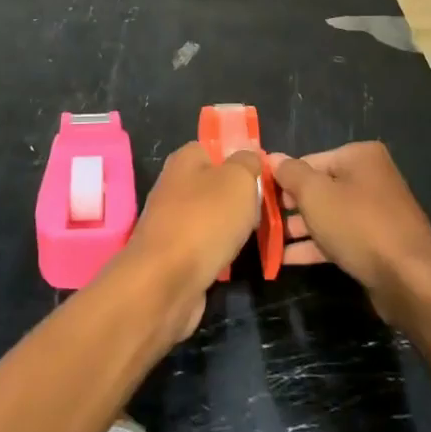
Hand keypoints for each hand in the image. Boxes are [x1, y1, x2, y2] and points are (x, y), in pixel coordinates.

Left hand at [122, 142, 260, 340]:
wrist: (166, 282)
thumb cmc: (205, 221)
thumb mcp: (238, 179)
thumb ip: (247, 162)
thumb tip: (249, 155)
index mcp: (184, 160)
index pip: (215, 149)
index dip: (241, 160)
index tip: (264, 177)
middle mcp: (173, 186)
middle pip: (215, 185)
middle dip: (240, 198)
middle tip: (264, 210)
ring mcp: (171, 221)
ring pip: (212, 217)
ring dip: (232, 228)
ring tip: (255, 236)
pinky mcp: (172, 254)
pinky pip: (204, 245)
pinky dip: (219, 252)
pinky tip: (233, 259)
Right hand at [270, 142, 430, 325]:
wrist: (410, 279)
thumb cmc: (358, 225)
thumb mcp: (316, 195)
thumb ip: (291, 174)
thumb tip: (271, 157)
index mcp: (359, 157)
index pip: (310, 161)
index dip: (282, 178)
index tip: (258, 196)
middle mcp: (370, 178)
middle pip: (319, 187)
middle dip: (290, 205)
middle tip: (260, 220)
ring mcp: (375, 212)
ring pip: (328, 215)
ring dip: (298, 228)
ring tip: (266, 241)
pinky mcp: (376, 244)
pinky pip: (339, 238)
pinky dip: (315, 246)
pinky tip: (285, 259)